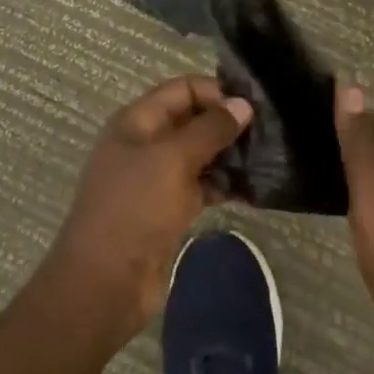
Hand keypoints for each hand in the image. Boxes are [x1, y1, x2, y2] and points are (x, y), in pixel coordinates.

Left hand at [44, 76, 251, 343]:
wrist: (105, 285)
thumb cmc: (134, 209)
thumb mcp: (173, 160)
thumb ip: (211, 129)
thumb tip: (244, 104)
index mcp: (137, 122)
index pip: (182, 89)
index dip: (216, 91)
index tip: (252, 106)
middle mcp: (146, 144)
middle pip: (193, 120)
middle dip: (227, 123)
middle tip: (268, 132)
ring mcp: (157, 178)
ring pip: (200, 154)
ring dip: (230, 155)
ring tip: (267, 158)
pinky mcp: (169, 209)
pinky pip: (202, 186)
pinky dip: (224, 184)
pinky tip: (254, 188)